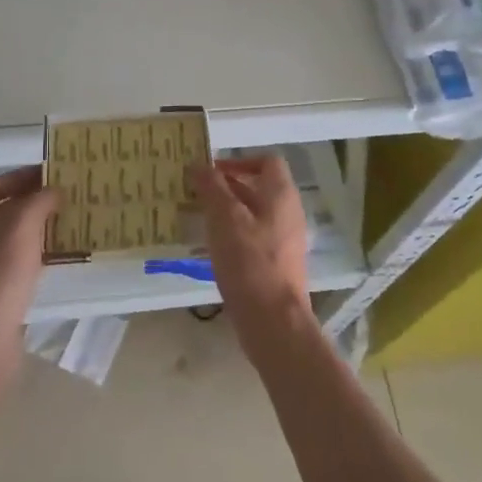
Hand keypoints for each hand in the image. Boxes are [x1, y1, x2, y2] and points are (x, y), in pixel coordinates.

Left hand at [0, 167, 59, 375]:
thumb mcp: (21, 226)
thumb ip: (38, 201)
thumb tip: (53, 191)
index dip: (23, 175)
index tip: (54, 173)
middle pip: (0, 208)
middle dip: (32, 200)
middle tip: (65, 195)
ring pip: (8, 236)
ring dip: (36, 227)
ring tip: (68, 220)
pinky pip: (13, 261)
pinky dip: (34, 252)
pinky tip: (57, 254)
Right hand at [190, 156, 311, 355]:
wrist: (273, 321)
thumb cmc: (249, 262)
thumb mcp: (225, 218)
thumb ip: (212, 188)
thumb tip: (199, 165)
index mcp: (281, 195)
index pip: (266, 161)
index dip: (238, 161)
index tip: (211, 171)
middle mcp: (287, 213)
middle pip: (257, 187)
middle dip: (225, 187)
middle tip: (194, 192)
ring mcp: (284, 240)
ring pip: (252, 214)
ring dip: (225, 212)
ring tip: (196, 218)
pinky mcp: (275, 264)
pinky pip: (252, 238)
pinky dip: (231, 235)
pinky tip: (208, 247)